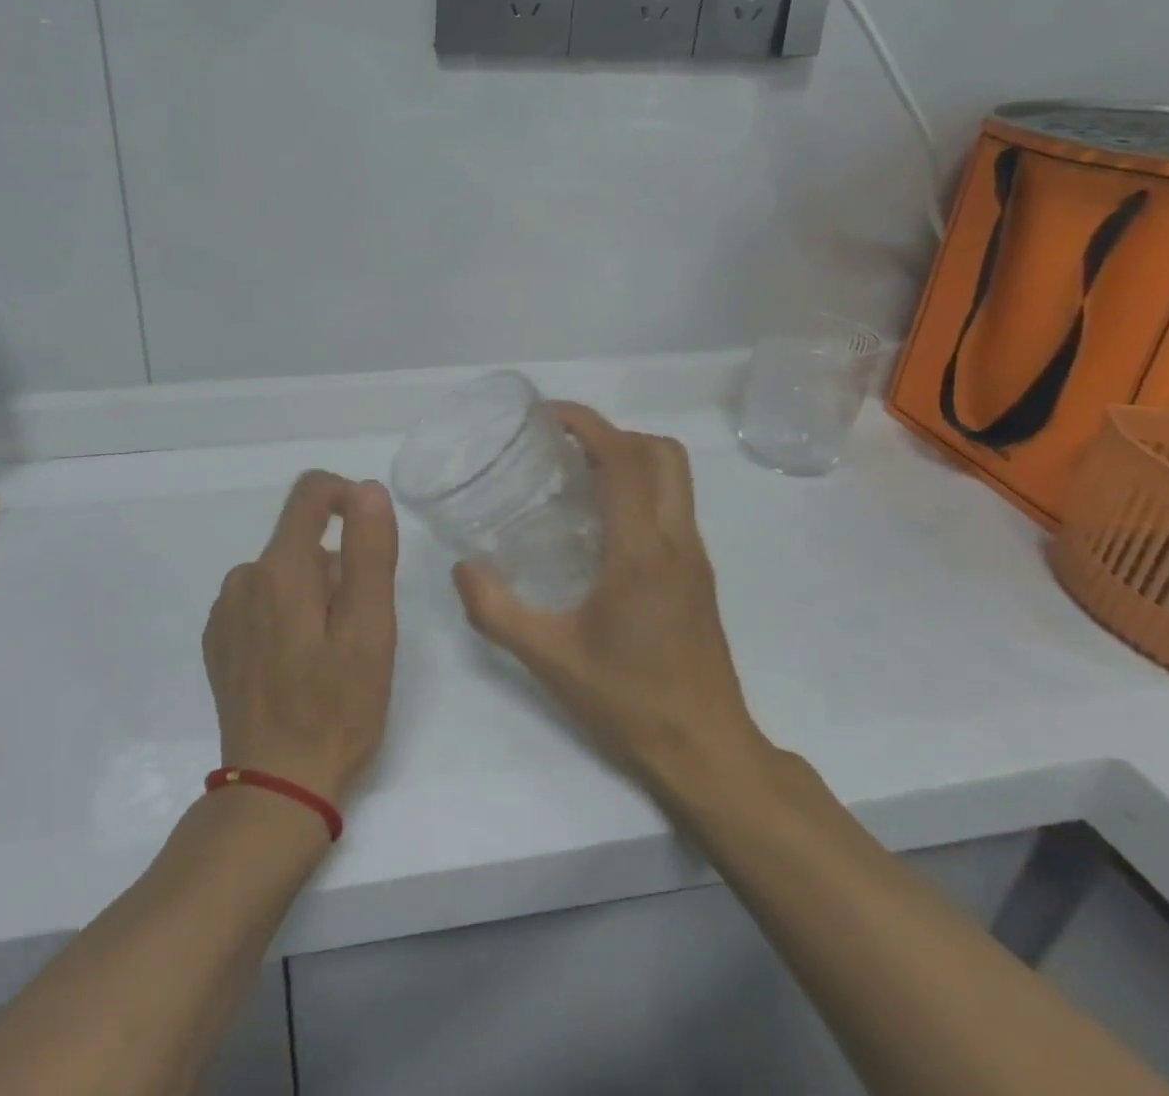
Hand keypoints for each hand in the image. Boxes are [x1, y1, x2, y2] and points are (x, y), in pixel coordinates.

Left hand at [204, 472, 398, 807]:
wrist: (276, 788)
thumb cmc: (336, 708)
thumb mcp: (370, 629)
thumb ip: (369, 551)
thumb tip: (365, 489)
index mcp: (281, 568)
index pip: (310, 492)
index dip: (347, 496)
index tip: (371, 535)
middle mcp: (244, 578)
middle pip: (301, 540)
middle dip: (337, 566)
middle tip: (358, 626)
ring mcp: (225, 611)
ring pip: (282, 573)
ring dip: (312, 593)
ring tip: (330, 651)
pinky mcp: (219, 640)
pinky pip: (260, 601)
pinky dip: (285, 615)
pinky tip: (297, 664)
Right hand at [453, 404, 768, 805]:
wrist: (706, 751)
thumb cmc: (629, 701)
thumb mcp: (549, 659)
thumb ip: (496, 610)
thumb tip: (461, 568)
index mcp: (641, 551)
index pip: (624, 459)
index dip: (587, 424)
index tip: (548, 416)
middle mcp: (676, 541)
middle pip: (662, 453)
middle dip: (613, 433)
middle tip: (563, 447)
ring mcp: (694, 557)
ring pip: (675, 477)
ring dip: (632, 457)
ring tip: (577, 476)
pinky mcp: (699, 575)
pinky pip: (674, 505)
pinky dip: (641, 488)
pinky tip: (600, 524)